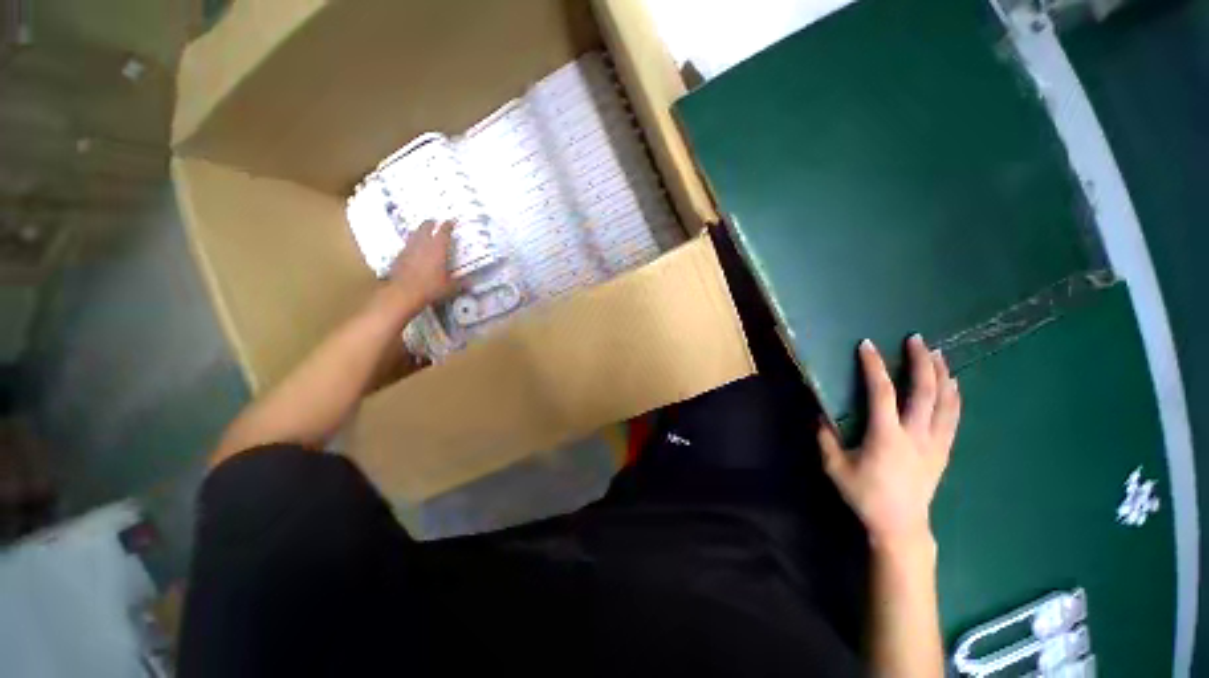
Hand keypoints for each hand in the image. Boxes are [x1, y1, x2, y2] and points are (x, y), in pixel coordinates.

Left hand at [388, 220, 456, 306]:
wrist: (403, 293)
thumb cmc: (430, 288)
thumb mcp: (450, 288)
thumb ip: (460, 284)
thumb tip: (470, 284)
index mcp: (437, 249)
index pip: (443, 232)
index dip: (448, 225)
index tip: (451, 221)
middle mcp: (422, 245)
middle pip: (425, 227)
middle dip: (430, 223)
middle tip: (434, 222)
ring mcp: (408, 249)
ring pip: (414, 234)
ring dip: (419, 231)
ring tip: (423, 232)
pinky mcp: (399, 257)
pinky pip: (406, 245)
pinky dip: (411, 244)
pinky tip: (413, 249)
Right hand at [817, 335, 960, 551]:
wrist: (900, 526)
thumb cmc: (865, 495)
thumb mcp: (835, 466)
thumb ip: (826, 438)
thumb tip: (821, 413)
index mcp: (887, 436)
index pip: (881, 392)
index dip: (873, 366)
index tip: (867, 345)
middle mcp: (916, 434)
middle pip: (925, 391)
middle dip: (921, 362)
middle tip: (917, 340)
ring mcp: (935, 443)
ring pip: (946, 402)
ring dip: (942, 375)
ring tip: (938, 354)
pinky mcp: (944, 451)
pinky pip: (953, 418)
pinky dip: (954, 398)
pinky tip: (953, 386)